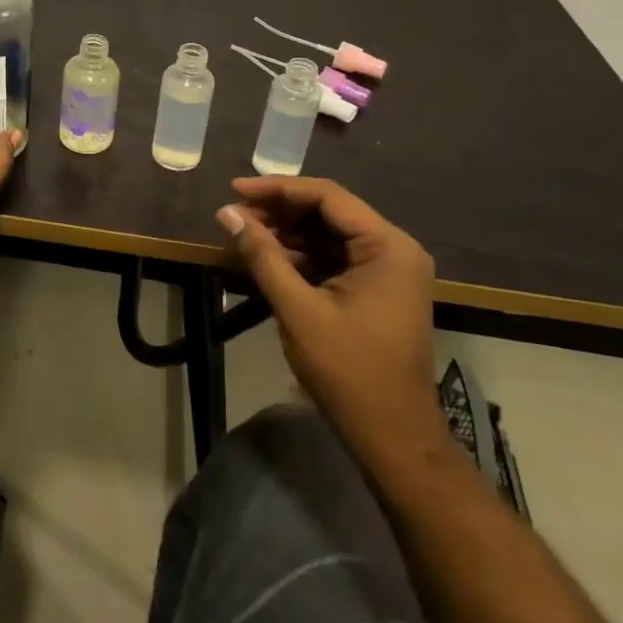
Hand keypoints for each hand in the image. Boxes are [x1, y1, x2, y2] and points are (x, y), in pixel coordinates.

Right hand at [217, 177, 449, 466]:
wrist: (392, 434)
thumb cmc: (348, 369)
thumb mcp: (298, 308)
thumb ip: (262, 255)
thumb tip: (227, 213)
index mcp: (388, 247)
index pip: (328, 197)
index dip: (277, 189)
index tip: (235, 189)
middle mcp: (394, 249)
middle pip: (329, 212)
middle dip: (279, 210)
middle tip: (234, 214)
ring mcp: (389, 270)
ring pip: (329, 234)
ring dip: (287, 231)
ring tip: (243, 233)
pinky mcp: (377, 289)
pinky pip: (334, 257)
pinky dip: (301, 254)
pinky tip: (267, 256)